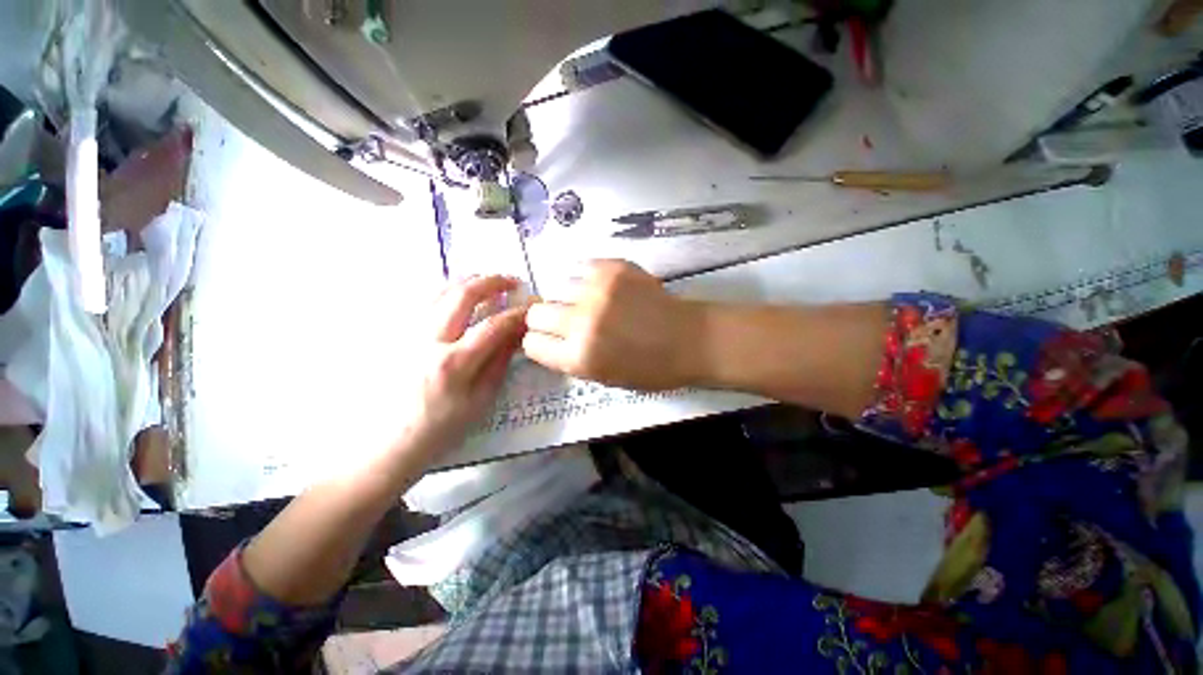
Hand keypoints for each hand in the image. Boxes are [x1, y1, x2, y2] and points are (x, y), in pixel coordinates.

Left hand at [398, 275, 528, 462]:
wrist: (387, 444)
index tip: (533, 308)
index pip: (493, 326)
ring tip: (488, 282)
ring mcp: (408, 334)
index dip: (517, 314)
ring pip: (439, 292)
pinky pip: (424, 302)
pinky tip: (458, 295)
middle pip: (462, 295)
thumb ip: (499, 363)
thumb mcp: (479, 401)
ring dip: (468, 281)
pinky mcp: (397, 336)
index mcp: (453, 362)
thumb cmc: (439, 429)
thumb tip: (516, 336)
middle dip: (492, 282)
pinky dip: (447, 291)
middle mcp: (428, 341)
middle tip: (511, 281)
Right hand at [523, 260, 703, 389]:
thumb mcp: (603, 378)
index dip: (538, 343)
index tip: (548, 340)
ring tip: (589, 303)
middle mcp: (582, 322)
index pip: (532, 344)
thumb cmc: (650, 368)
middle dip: (545, 320)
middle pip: (536, 313)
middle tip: (565, 321)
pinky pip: (578, 267)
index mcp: (579, 357)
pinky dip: (584, 279)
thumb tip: (546, 340)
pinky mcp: (612, 268)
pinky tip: (599, 288)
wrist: (688, 338)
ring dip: (568, 298)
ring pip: (556, 287)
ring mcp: (597, 291)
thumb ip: (570, 359)